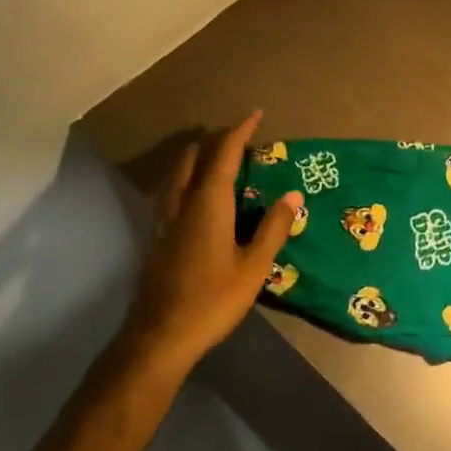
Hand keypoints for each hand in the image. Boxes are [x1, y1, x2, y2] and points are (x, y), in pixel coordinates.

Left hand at [122, 111, 302, 374]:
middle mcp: (182, 202)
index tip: (255, 114)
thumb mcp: (253, 267)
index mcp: (208, 203)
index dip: (239, 131)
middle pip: (195, 157)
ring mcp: (164, 219)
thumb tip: (293, 194)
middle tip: (239, 138)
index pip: (224, 154)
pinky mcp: (156, 236)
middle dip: (216, 140)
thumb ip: (273, 228)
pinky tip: (196, 195)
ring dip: (198, 157)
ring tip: (217, 158)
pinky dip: (188, 177)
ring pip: (178, 173)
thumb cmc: (212, 300)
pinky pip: (172, 190)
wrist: (159, 336)